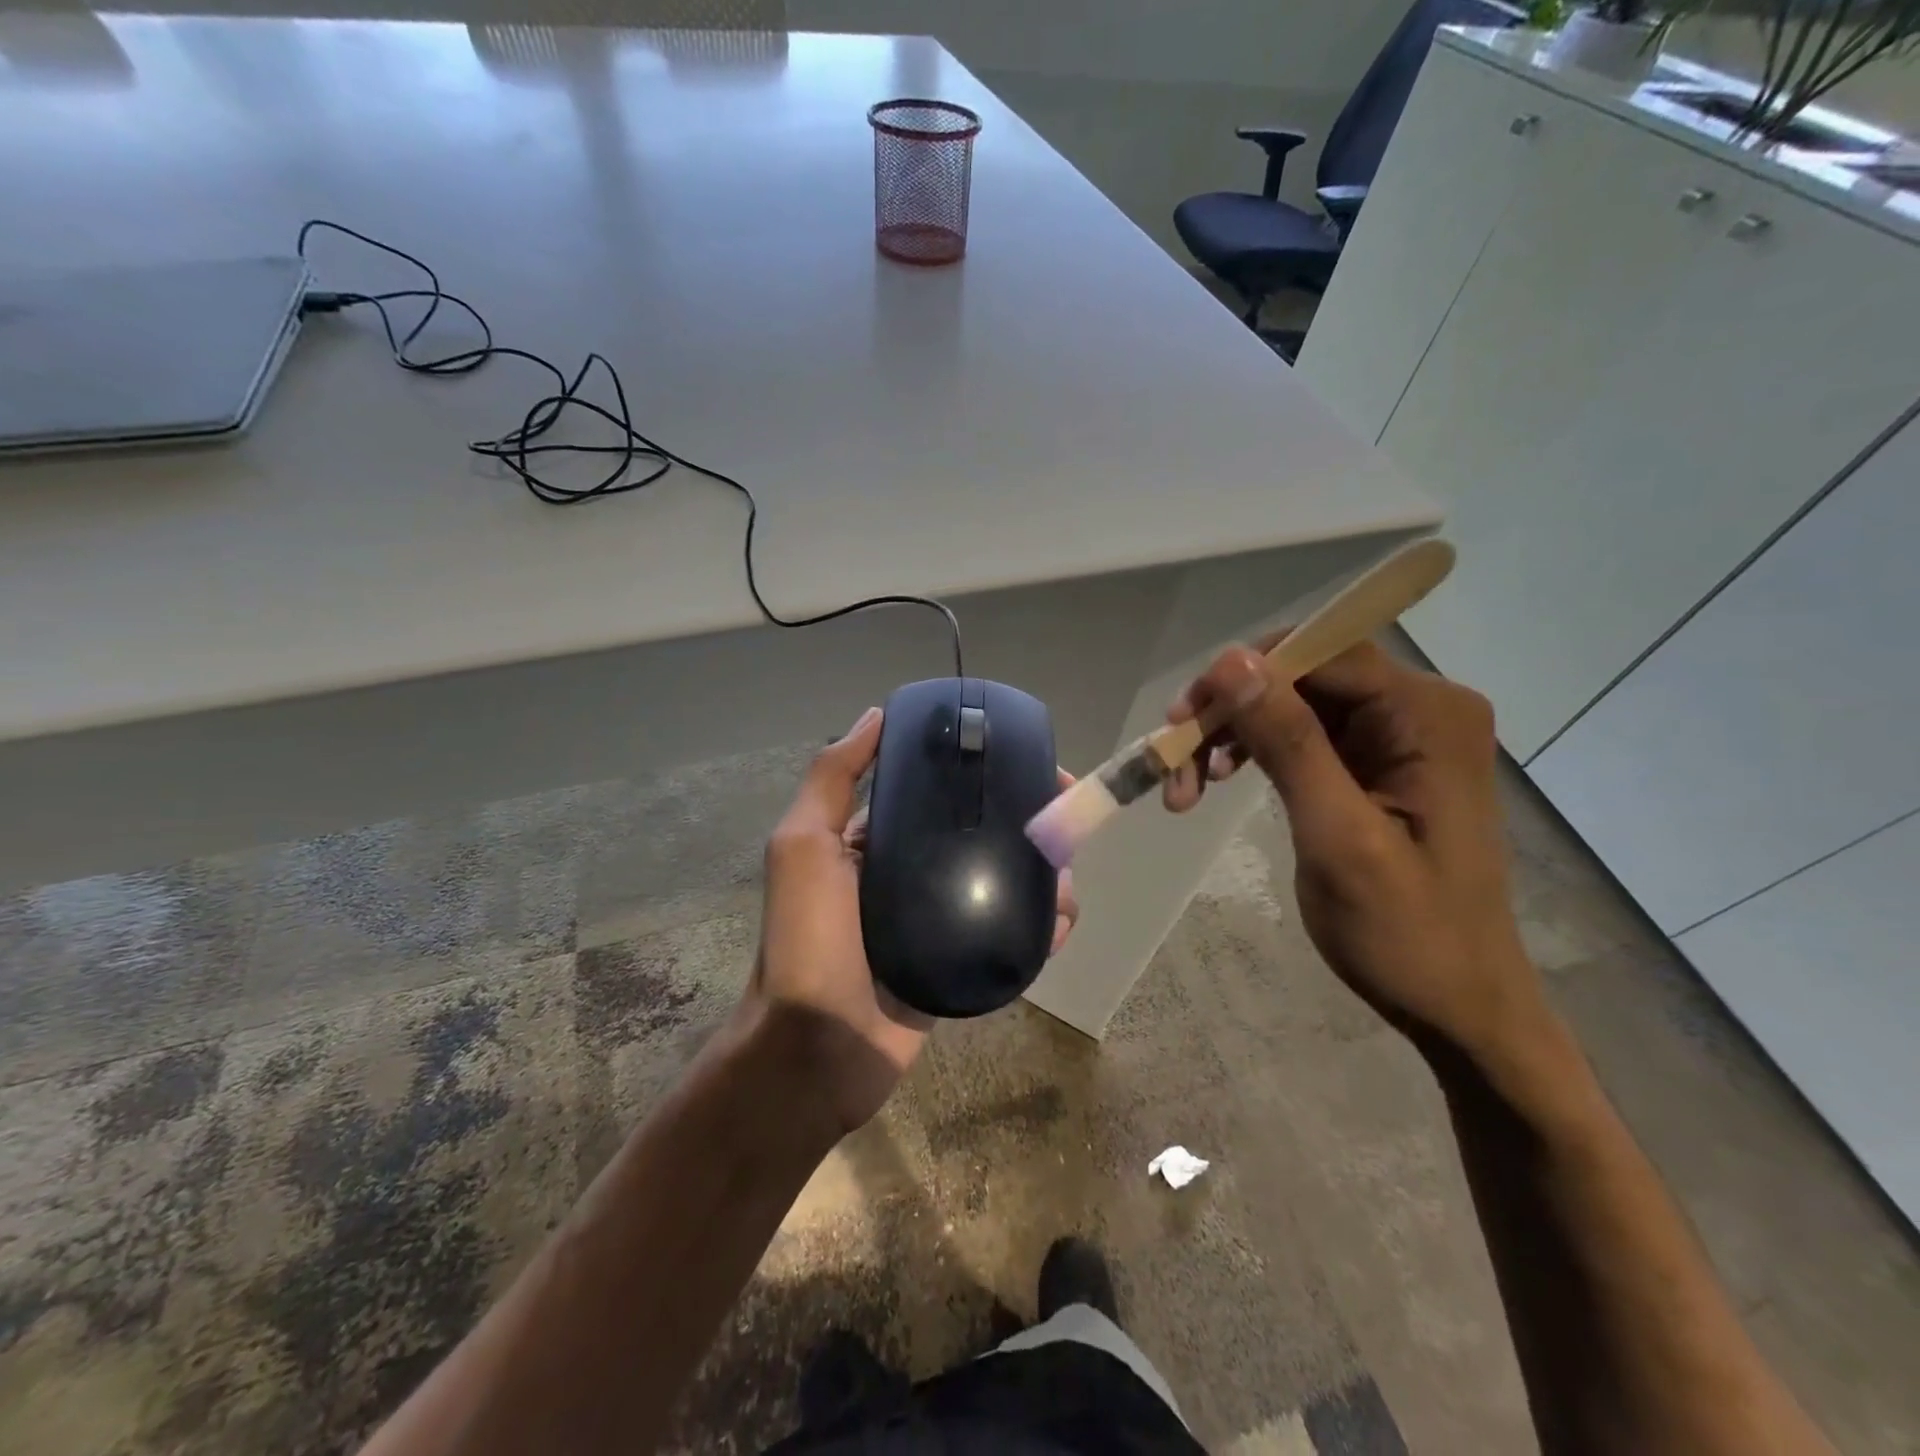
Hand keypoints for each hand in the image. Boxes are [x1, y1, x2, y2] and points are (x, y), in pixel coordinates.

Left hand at [747, 708, 1078, 1138]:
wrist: (816, 1053)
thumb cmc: (807, 940)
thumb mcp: (803, 846)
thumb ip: (833, 780)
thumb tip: (877, 715)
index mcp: (877, 841)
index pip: (938, 793)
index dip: (982, 773)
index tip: (1028, 763)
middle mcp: (912, 873)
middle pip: (982, 834)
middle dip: (1028, 823)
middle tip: (1065, 823)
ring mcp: (942, 920)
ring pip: (1005, 883)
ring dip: (1044, 876)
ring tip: (1065, 882)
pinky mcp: (964, 963)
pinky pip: (1010, 934)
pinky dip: (1041, 926)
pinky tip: (1060, 925)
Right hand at [1163, 639, 1545, 1058]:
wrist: (1457, 1005)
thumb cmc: (1406, 932)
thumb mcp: (1337, 836)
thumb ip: (1288, 742)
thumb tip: (1231, 661)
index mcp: (1429, 715)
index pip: (1323, 653)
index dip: (1244, 675)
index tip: (1182, 720)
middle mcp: (1421, 710)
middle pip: (1304, 676)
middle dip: (1232, 712)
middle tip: (1176, 758)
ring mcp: (1401, 737)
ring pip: (1294, 704)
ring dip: (1235, 735)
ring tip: (1188, 786)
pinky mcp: (1379, 764)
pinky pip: (1304, 735)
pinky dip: (1256, 753)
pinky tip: (1219, 780)